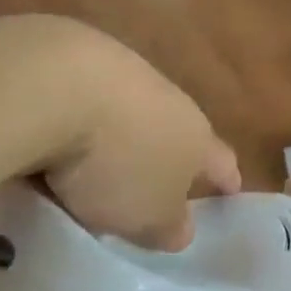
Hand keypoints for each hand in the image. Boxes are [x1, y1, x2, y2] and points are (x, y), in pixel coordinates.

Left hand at [33, 21, 239, 251]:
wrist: (59, 85)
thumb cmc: (118, 162)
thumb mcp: (147, 217)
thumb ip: (169, 227)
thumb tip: (182, 229)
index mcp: (198, 139)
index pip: (223, 164)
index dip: (227, 180)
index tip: (231, 192)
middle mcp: (173, 101)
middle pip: (181, 131)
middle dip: (171, 155)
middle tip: (155, 184)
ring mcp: (130, 74)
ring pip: (138, 111)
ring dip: (128, 134)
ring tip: (100, 162)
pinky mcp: (85, 60)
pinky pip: (96, 98)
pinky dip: (88, 117)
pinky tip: (63, 135)